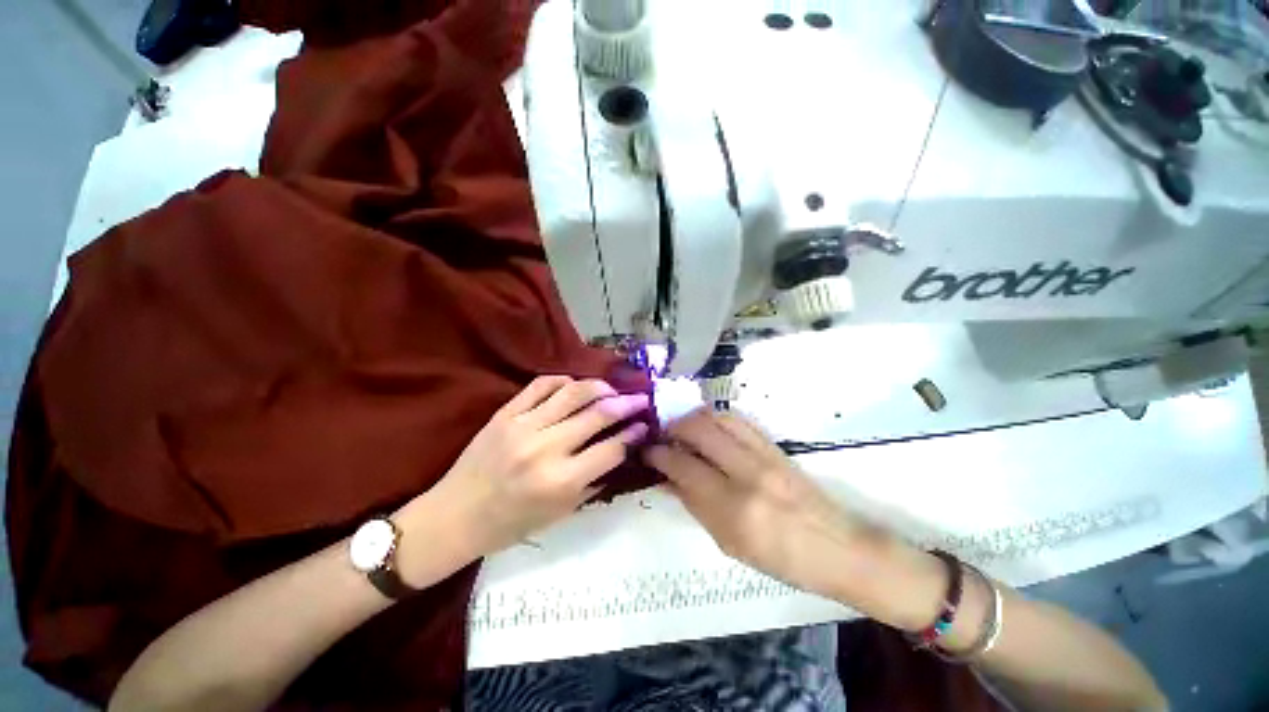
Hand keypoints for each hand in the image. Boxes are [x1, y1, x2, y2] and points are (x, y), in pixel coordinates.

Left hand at [417, 376, 649, 565]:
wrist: (455, 516)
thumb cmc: (512, 524)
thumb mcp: (561, 514)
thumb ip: (594, 481)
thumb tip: (620, 450)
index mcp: (561, 482)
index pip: (611, 449)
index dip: (633, 434)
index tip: (644, 425)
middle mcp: (545, 449)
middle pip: (598, 414)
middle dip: (627, 404)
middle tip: (640, 398)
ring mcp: (523, 426)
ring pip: (573, 392)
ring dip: (600, 386)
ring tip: (611, 389)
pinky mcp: (505, 413)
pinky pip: (541, 385)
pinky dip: (564, 381)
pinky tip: (574, 386)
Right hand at [644, 408, 889, 602]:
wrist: (838, 547)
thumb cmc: (781, 559)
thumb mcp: (729, 543)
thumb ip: (695, 505)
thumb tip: (667, 478)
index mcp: (733, 507)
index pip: (683, 465)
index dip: (659, 454)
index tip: (647, 451)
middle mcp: (747, 472)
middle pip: (699, 429)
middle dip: (673, 427)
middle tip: (663, 436)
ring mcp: (764, 454)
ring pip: (718, 417)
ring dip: (693, 418)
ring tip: (683, 430)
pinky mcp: (774, 445)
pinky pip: (738, 420)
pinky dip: (716, 418)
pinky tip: (709, 428)